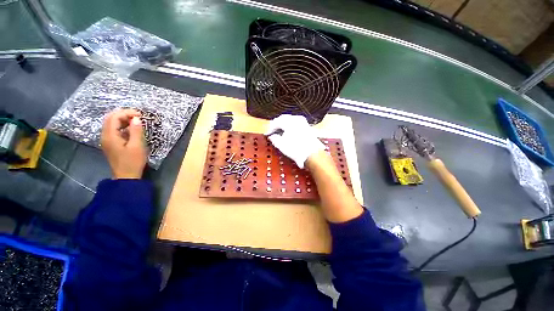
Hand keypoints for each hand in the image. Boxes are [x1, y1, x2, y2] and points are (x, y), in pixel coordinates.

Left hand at [101, 109, 146, 178]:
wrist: (126, 176)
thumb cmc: (132, 161)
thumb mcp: (137, 146)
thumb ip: (136, 131)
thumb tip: (136, 118)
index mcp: (110, 135)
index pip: (114, 117)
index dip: (126, 113)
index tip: (140, 115)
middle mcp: (105, 135)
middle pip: (110, 119)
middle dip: (124, 114)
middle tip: (138, 116)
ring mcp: (107, 140)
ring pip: (111, 124)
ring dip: (123, 120)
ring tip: (136, 121)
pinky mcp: (111, 143)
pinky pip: (114, 130)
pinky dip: (122, 126)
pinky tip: (132, 129)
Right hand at [265, 115, 324, 167]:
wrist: (312, 154)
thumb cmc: (295, 149)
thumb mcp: (281, 145)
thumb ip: (274, 138)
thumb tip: (272, 136)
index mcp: (288, 121)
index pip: (276, 122)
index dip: (270, 128)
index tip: (267, 134)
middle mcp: (296, 119)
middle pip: (283, 119)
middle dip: (277, 124)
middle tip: (272, 131)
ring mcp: (303, 122)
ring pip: (290, 120)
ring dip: (284, 125)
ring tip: (280, 132)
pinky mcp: (307, 127)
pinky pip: (296, 123)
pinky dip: (290, 126)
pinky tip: (289, 132)